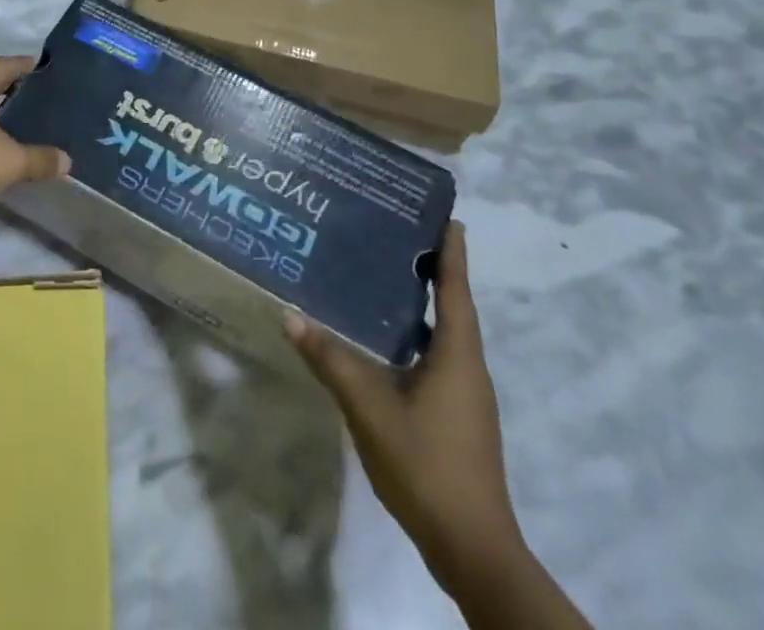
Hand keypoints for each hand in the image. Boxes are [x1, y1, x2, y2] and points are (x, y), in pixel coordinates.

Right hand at [287, 223, 525, 596]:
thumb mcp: (369, 406)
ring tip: (382, 278)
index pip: (455, 287)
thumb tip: (291, 315)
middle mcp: (467, 367)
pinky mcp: (457, 417)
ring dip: (420, 305)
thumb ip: (331, 359)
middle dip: (428, 270)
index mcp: (457, 354)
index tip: (445, 215)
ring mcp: (465, 396)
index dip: (451, 250)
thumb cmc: (426, 464)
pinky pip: (436, 359)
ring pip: (442, 334)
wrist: (472, 549)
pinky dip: (414, 338)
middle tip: (394, 234)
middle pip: (451, 305)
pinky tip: (382, 342)